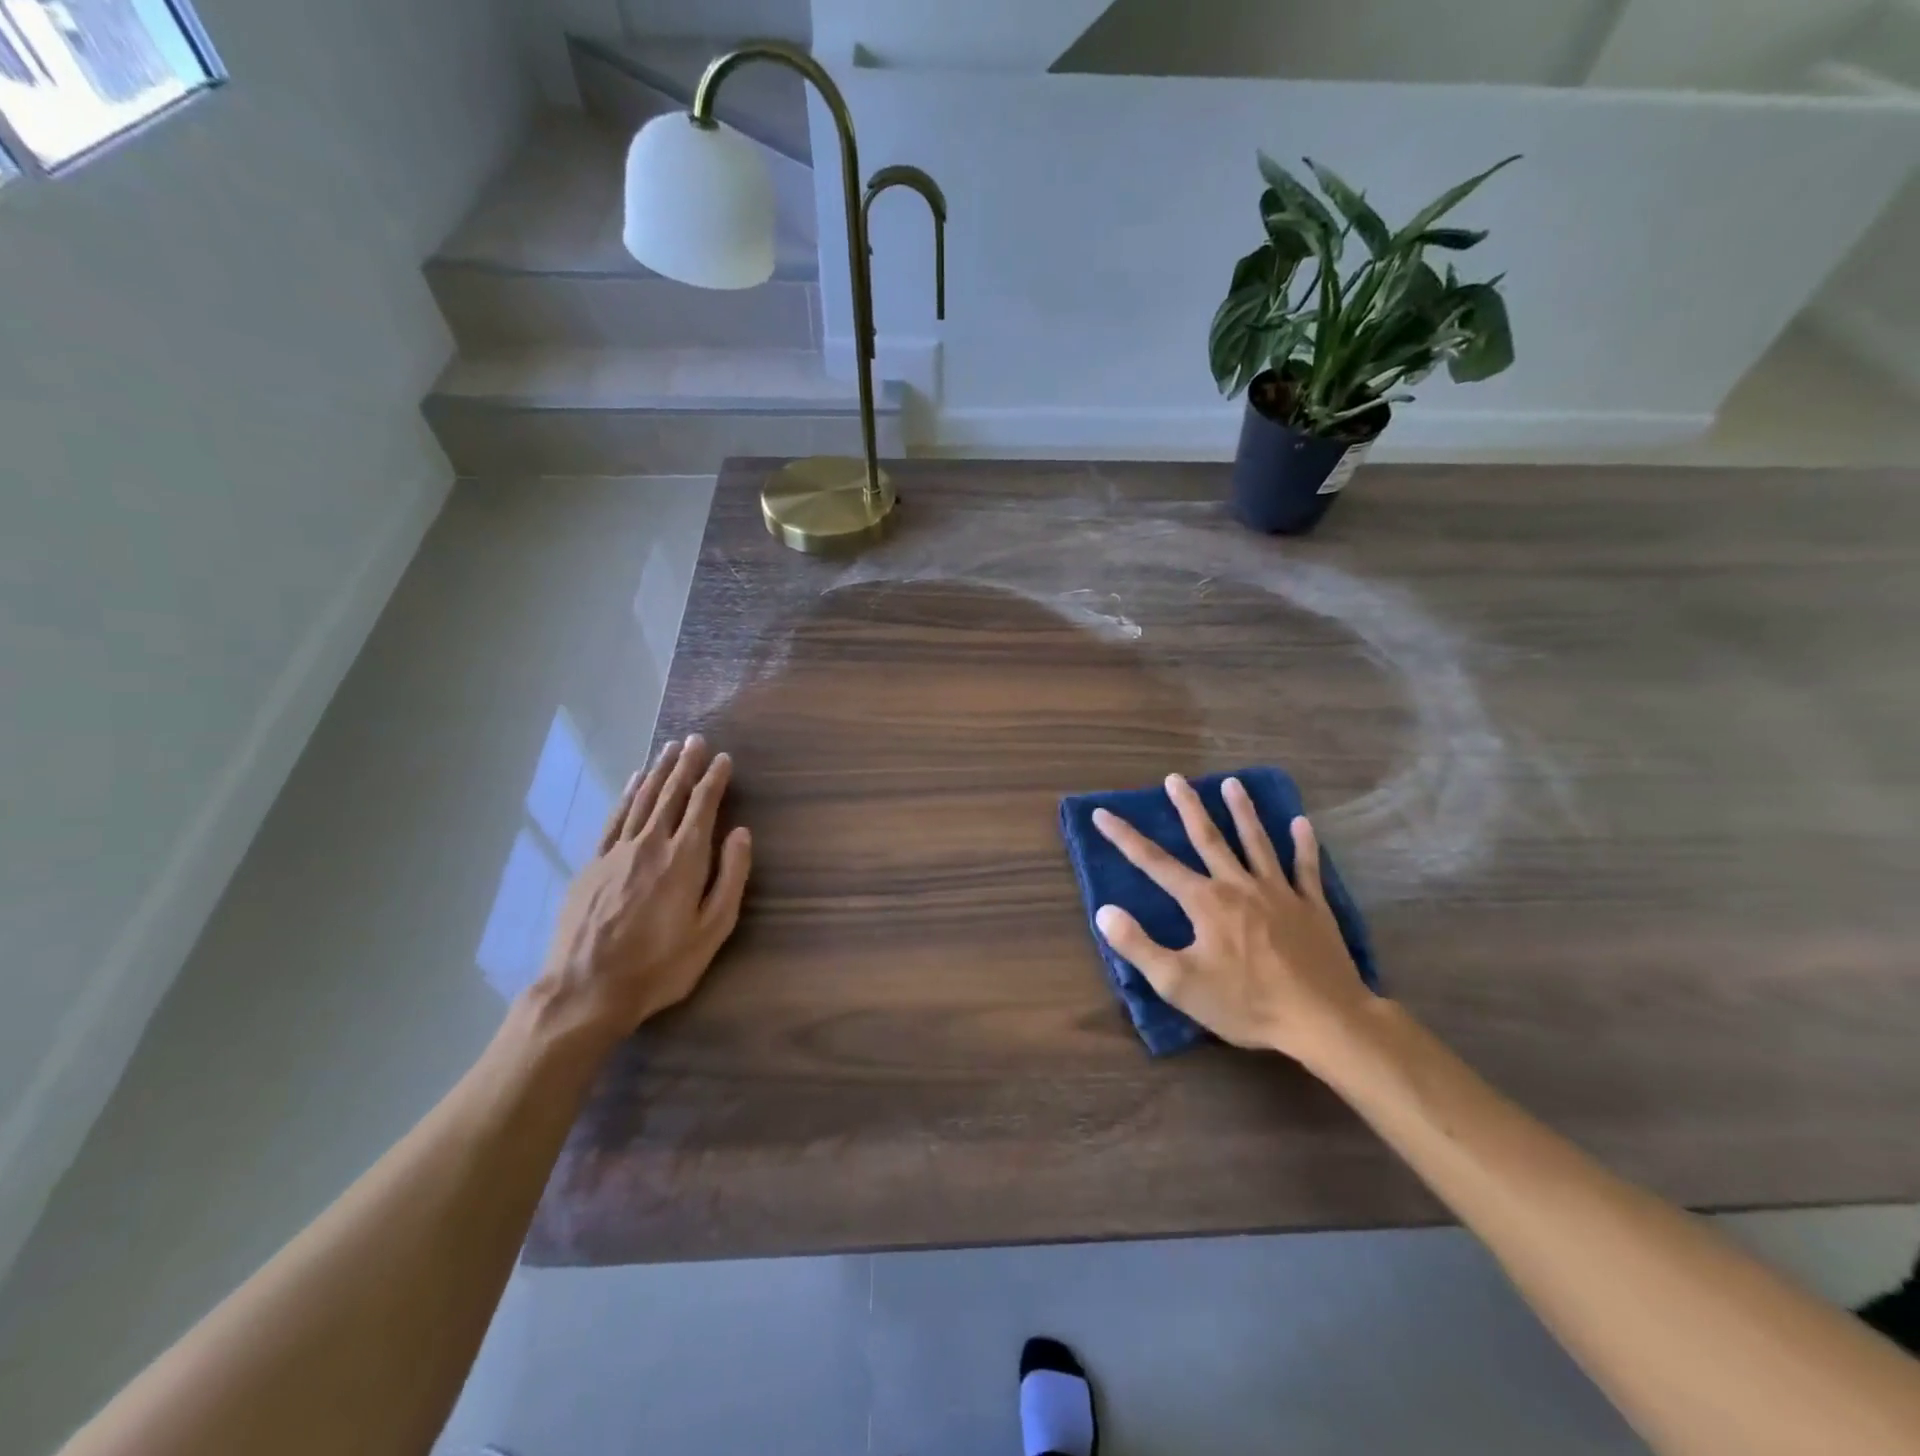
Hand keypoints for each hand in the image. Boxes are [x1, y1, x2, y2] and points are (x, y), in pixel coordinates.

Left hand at [526, 735, 751, 1048]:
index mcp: (684, 859)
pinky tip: (634, 781)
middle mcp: (650, 844)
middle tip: (695, 740)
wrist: (586, 990)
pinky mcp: (592, 864)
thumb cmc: (660, 965)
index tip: (723, 758)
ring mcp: (616, 852)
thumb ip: (731, 877)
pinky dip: (626, 795)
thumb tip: (742, 833)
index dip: (714, 779)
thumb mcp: (712, 929)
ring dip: (657, 772)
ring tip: (669, 749)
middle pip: (670, 794)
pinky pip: (614, 819)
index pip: (703, 806)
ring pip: (642, 800)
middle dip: (685, 765)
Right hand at [1092, 774, 1371, 1063]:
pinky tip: (1302, 823)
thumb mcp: (1179, 984)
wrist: (1324, 1020)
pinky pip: (1306, 868)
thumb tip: (1104, 911)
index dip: (1124, 837)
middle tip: (1175, 778)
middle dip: (1188, 807)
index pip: (1154, 863)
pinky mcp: (1312, 907)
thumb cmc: (1246, 1004)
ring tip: (1233, 783)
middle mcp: (1239, 885)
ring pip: (1256, 842)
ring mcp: (1279, 893)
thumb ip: (1138, 946)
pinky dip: (1304, 844)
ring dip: (1243, 811)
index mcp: (1205, 902)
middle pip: (1209, 838)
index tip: (1102, 813)